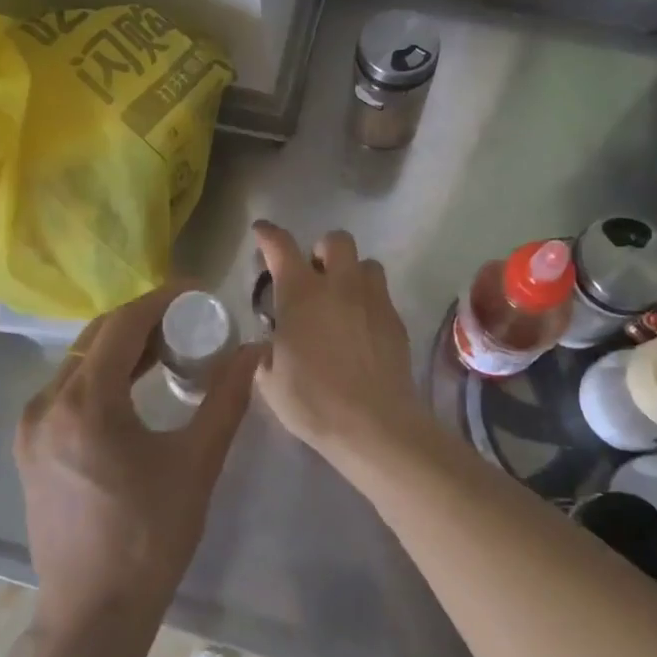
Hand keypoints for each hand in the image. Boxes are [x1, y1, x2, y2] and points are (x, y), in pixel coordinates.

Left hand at [14, 284, 259, 640]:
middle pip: (98, 336)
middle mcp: (47, 404)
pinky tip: (135, 383)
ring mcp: (31, 426)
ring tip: (169, 346)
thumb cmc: (149, 539)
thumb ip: (225, 399)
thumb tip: (253, 351)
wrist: (92, 616)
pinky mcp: (30, 446)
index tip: (198, 292)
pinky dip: (103, 373)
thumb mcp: (196, 464)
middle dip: (144, 319)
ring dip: (123, 345)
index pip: (123, 324)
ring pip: (81, 360)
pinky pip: (69, 387)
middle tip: (190, 320)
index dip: (162, 299)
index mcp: (84, 404)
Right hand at [252, 221, 418, 457]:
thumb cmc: (313, 401)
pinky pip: (381, 295)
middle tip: (313, 275)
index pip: (281, 246)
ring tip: (342, 299)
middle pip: (336, 240)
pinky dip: (368, 301)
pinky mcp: (395, 320)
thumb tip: (267, 346)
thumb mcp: (270, 380)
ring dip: (351, 273)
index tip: (261, 232)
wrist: (374, 424)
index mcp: (301, 293)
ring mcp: (372, 300)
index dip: (268, 235)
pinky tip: (360, 328)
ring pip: (366, 263)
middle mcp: (339, 285)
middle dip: (322, 250)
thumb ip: (265, 353)